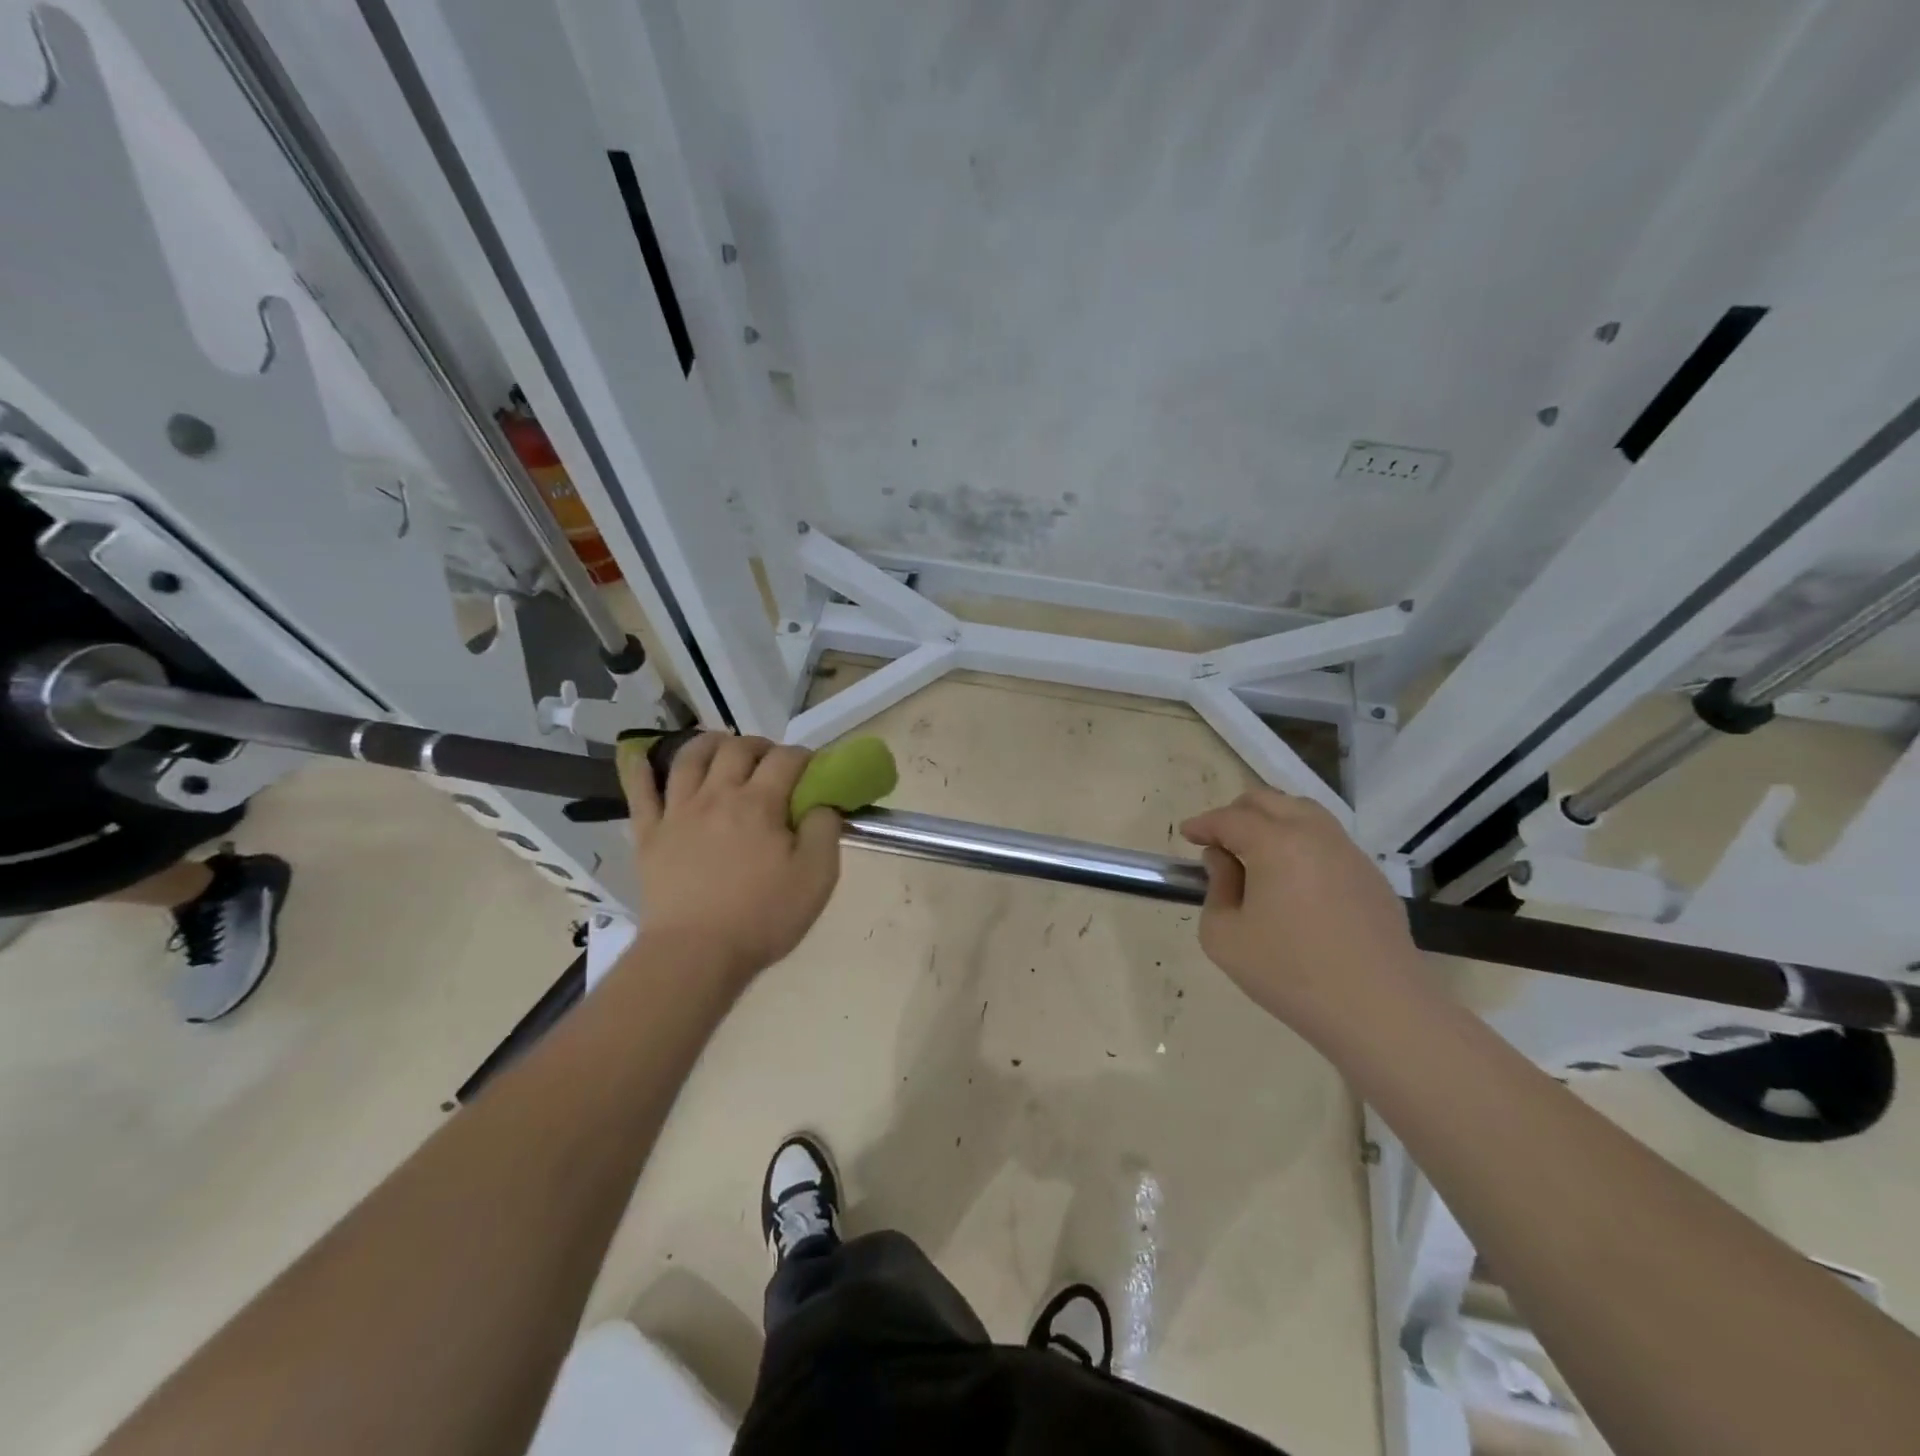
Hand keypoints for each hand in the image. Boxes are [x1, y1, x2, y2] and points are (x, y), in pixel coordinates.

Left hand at [618, 732, 841, 984]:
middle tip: (771, 761)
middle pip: (737, 749)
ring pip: (689, 758)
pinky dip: (640, 768)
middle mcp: (717, 796)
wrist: (695, 955)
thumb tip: (822, 804)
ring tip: (722, 748)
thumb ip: (825, 831)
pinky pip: (639, 791)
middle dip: (760, 745)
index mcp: (759, 804)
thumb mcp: (816, 878)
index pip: (786, 759)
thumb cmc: (762, 917)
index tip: (813, 769)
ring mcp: (678, 812)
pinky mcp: (649, 834)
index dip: (804, 756)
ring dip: (709, 743)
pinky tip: (642, 755)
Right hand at [1181, 788, 1422, 1036]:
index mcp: (1276, 843)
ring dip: (1272, 822)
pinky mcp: (1372, 878)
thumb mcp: (1224, 937)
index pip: (1230, 819)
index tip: (1187, 835)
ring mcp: (1350, 853)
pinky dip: (1301, 844)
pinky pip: (1328, 842)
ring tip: (1255, 854)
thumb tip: (1225, 863)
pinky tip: (1294, 881)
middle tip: (1218, 841)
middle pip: (1269, 801)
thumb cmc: (1290, 974)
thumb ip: (1216, 890)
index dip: (1203, 824)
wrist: (1381, 1013)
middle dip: (1236, 813)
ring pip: (1304, 814)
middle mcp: (1315, 834)